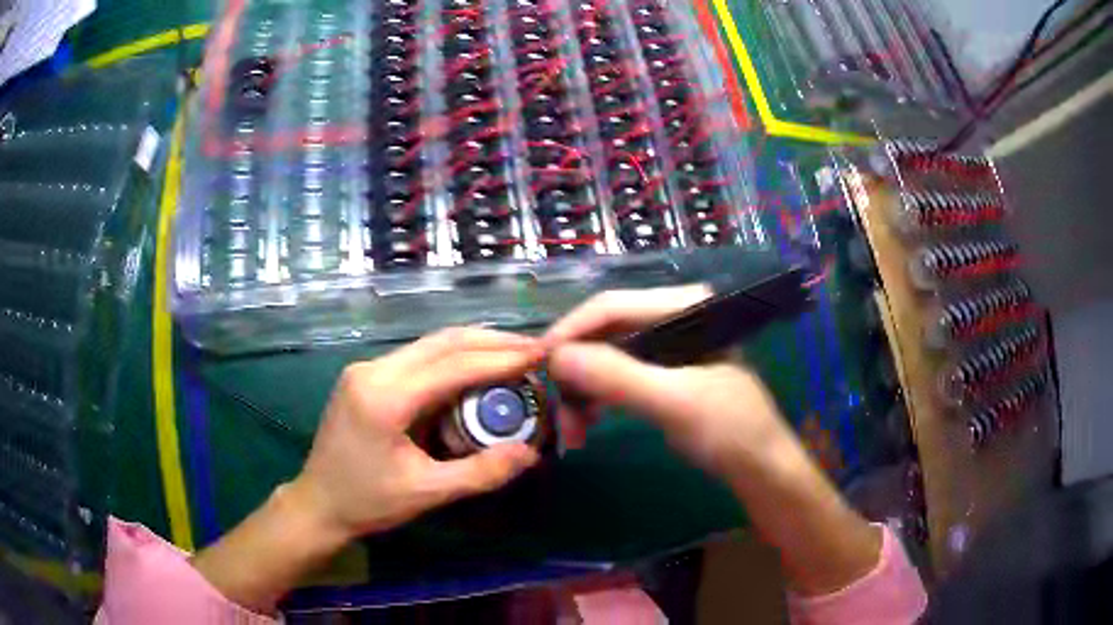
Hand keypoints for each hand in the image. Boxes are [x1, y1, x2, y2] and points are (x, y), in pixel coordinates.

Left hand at [291, 327, 543, 539]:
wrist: (317, 503)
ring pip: (429, 345)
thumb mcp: (427, 493)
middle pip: (442, 342)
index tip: (541, 353)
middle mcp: (373, 370)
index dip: (501, 358)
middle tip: (533, 348)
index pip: (453, 366)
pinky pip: (417, 358)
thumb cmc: (367, 502)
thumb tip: (530, 452)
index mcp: (384, 398)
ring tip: (513, 355)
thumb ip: (481, 473)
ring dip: (473, 347)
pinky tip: (474, 370)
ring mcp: (366, 368)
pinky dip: (451, 360)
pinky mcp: (365, 375)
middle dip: (492, 342)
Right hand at [545, 286, 882, 596]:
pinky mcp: (665, 374)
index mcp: (686, 307)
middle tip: (554, 408)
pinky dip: (599, 399)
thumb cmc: (730, 431)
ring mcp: (669, 346)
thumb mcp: (674, 402)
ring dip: (584, 391)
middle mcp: (675, 318)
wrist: (761, 470)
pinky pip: (619, 377)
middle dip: (576, 370)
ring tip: (573, 431)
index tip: (535, 363)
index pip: (612, 306)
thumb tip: (556, 358)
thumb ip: (617, 376)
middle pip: (606, 332)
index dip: (570, 331)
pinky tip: (588, 424)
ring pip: (608, 357)